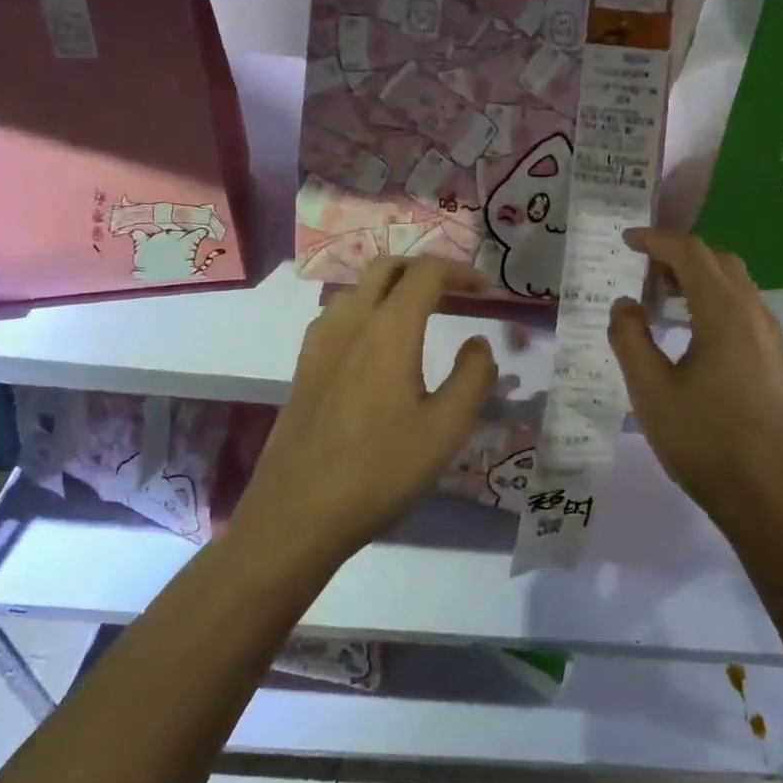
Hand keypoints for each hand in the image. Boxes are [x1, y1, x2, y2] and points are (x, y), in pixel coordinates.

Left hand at [231, 258, 497, 566]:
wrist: (297, 515)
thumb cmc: (380, 471)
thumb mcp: (445, 429)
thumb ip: (473, 378)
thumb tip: (478, 344)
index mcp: (388, 330)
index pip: (426, 273)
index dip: (460, 272)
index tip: (486, 291)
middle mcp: (350, 323)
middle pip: (386, 267)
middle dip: (424, 269)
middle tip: (454, 293)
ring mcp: (319, 344)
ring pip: (357, 288)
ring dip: (392, 286)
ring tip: (419, 314)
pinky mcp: (303, 368)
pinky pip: (337, 316)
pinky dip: (365, 309)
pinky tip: (375, 345)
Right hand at [607, 229, 782, 529]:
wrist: (774, 500)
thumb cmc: (706, 442)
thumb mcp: (650, 391)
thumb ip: (630, 338)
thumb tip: (626, 303)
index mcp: (725, 313)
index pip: (690, 253)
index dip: (656, 240)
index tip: (627, 241)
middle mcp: (756, 315)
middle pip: (719, 262)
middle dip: (680, 255)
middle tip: (644, 269)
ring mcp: (774, 340)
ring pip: (737, 286)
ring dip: (700, 279)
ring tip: (665, 299)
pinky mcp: (780, 364)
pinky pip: (746, 312)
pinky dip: (716, 303)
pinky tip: (696, 334)